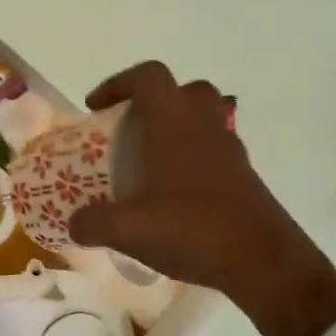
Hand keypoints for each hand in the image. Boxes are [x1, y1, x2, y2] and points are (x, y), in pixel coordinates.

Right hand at [67, 61, 335, 335]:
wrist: (261, 259)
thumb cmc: (191, 229)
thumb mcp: (128, 230)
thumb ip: (93, 223)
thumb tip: (74, 224)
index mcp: (174, 124)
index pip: (148, 77)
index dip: (118, 83)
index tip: (96, 108)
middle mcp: (204, 126)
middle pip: (183, 90)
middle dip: (153, 102)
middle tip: (130, 130)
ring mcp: (230, 150)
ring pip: (204, 118)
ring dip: (176, 129)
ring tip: (151, 162)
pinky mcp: (243, 176)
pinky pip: (215, 150)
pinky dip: (193, 159)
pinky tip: (175, 194)